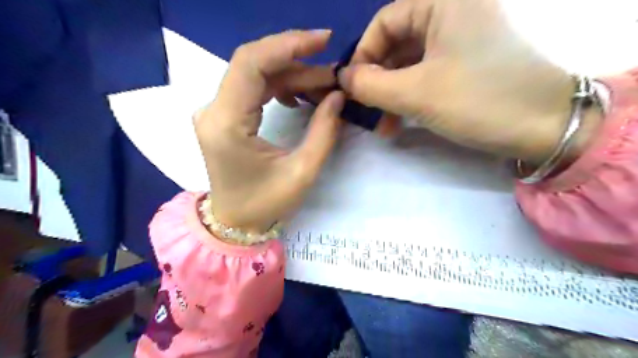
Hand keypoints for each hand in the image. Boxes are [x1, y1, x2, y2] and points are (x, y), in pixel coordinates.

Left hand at [194, 29, 343, 232]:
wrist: (235, 223)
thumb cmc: (265, 205)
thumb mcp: (302, 172)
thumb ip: (323, 132)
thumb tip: (337, 96)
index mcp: (226, 123)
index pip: (251, 63)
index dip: (287, 45)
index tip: (323, 40)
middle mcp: (213, 110)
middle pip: (253, 64)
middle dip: (296, 61)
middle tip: (331, 71)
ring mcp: (215, 111)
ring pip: (255, 74)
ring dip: (291, 74)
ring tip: (324, 85)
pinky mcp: (223, 116)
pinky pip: (252, 88)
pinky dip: (279, 85)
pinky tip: (299, 96)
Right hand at [338, 0, 604, 163]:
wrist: (545, 126)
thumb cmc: (478, 100)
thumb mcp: (415, 93)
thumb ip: (370, 84)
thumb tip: (342, 78)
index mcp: (443, 3)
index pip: (384, 22)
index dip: (363, 55)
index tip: (353, 88)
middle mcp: (452, 13)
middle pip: (396, 44)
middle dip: (377, 80)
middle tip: (367, 111)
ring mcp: (461, 40)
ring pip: (410, 63)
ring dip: (391, 94)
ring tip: (384, 125)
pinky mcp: (466, 64)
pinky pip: (426, 74)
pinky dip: (409, 96)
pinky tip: (401, 120)